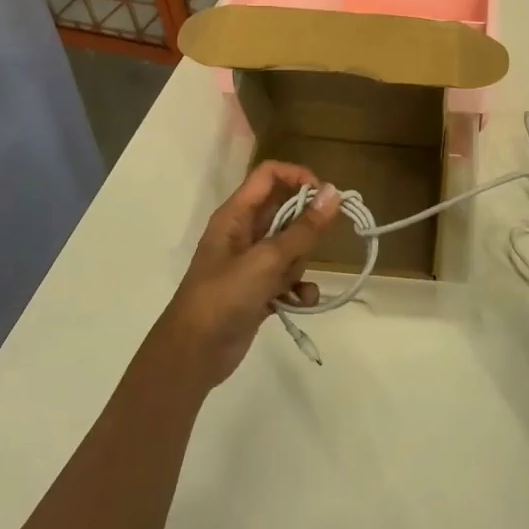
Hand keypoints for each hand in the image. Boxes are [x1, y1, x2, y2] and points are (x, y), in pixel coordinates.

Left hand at [157, 161, 341, 385]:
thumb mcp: (267, 260)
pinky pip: (288, 278)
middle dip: (303, 228)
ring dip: (300, 263)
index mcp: (235, 215)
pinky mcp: (258, 290)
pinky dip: (297, 288)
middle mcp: (242, 233)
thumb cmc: (224, 296)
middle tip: (313, 246)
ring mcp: (250, 263)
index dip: (298, 177)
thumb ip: (303, 228)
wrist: (194, 353)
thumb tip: (334, 192)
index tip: (325, 197)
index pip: (269, 175)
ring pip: (290, 247)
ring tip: (290, 282)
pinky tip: (301, 301)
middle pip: (284, 211)